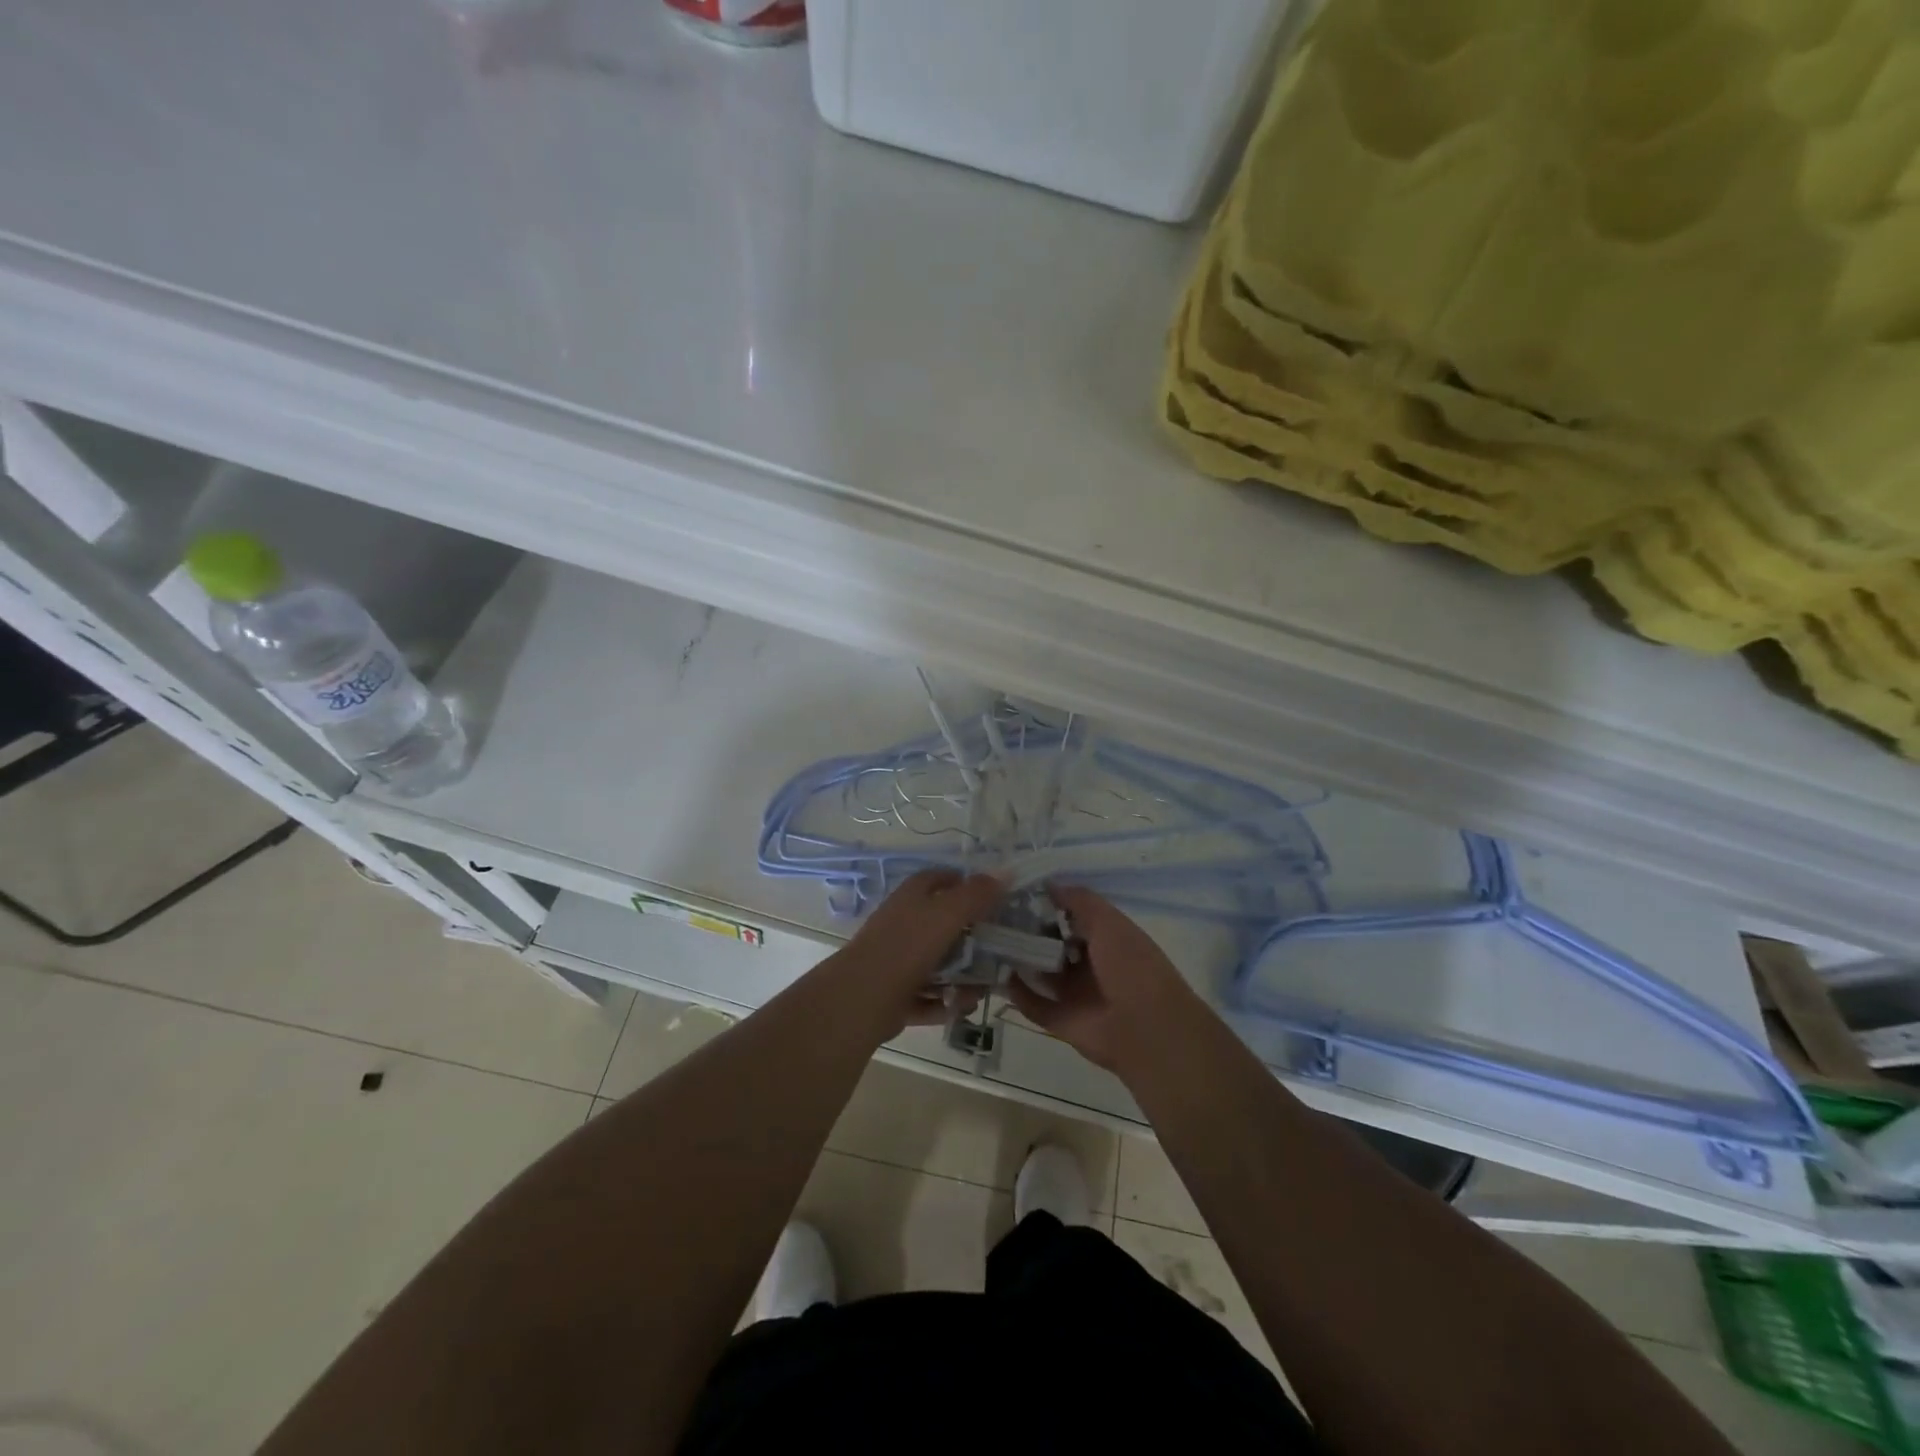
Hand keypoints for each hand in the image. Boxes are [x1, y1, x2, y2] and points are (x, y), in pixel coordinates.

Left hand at [830, 870, 1004, 1037]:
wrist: (863, 998)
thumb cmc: (907, 946)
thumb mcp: (947, 914)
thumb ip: (976, 894)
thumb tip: (1005, 871)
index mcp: (911, 898)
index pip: (938, 879)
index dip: (962, 883)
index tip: (991, 896)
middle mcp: (902, 924)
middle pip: (941, 925)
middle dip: (970, 940)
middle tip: (996, 950)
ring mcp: (896, 960)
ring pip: (936, 965)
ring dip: (961, 978)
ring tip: (980, 991)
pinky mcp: (894, 994)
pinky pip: (927, 995)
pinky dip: (944, 1002)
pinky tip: (960, 1008)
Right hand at [1004, 885, 1198, 1071]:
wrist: (1147, 1029)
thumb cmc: (1132, 965)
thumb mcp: (1109, 922)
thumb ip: (1079, 901)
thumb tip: (1048, 884)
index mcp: (1107, 939)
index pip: (1072, 917)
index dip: (1048, 906)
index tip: (1017, 893)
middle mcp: (1090, 965)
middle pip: (1053, 944)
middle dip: (1028, 932)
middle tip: (996, 916)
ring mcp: (1076, 994)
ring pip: (1041, 973)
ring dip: (1020, 960)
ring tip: (990, 941)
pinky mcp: (1062, 1021)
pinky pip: (1034, 1004)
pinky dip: (1018, 993)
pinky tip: (999, 974)